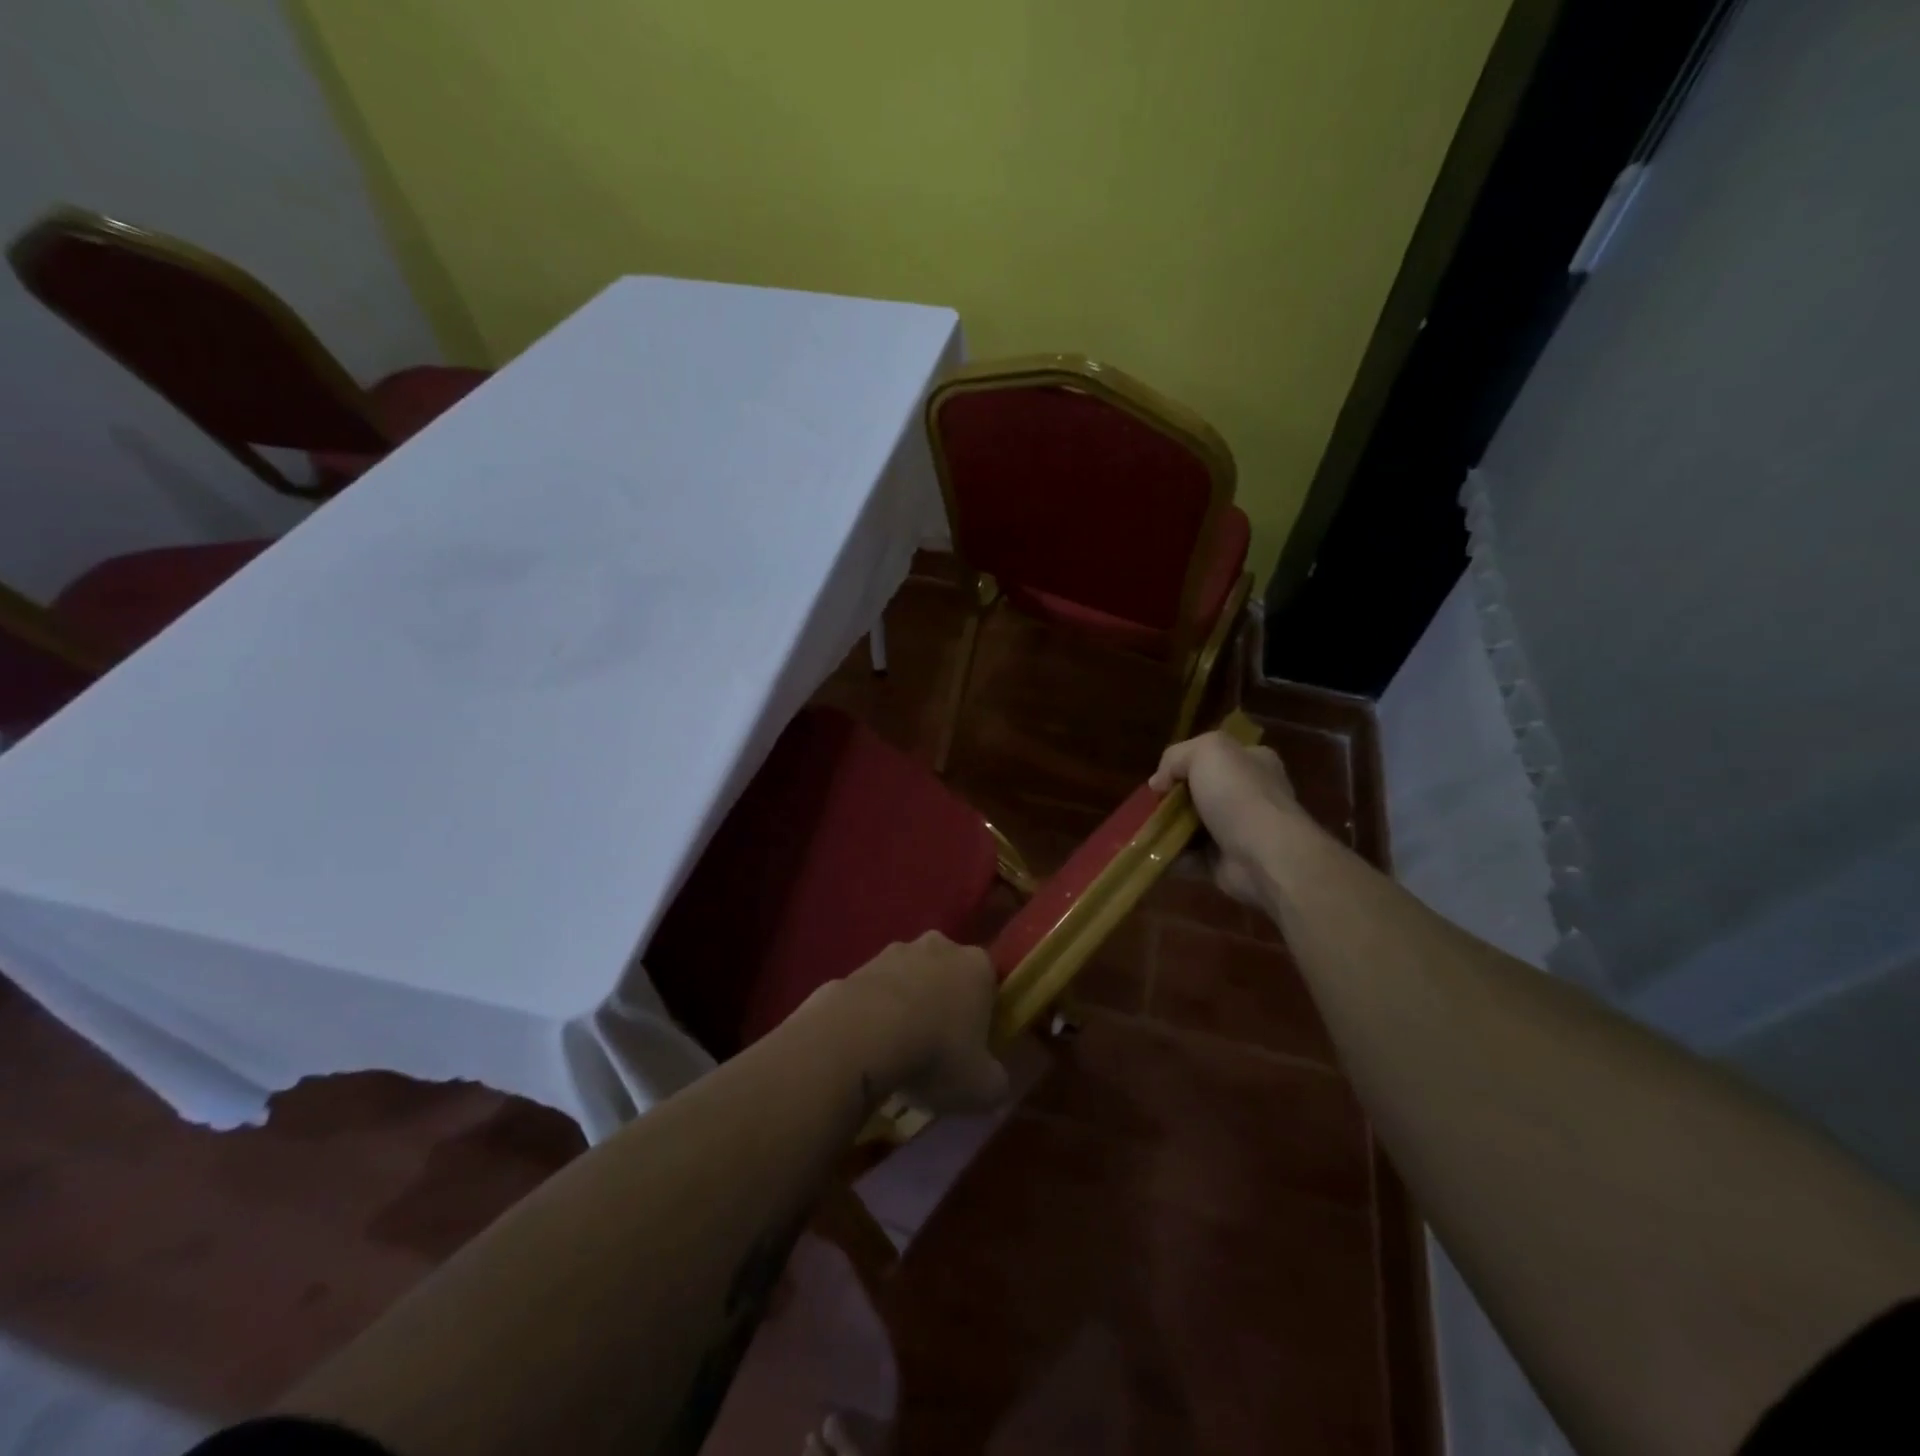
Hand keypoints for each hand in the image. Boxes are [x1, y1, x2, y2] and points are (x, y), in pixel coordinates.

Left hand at [828, 933, 1007, 1114]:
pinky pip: (875, 992)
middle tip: (938, 1046)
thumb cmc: (936, 1054)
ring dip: (907, 1004)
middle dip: (944, 1002)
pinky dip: (874, 1012)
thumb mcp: (983, 1087)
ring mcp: (894, 952)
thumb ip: (997, 1082)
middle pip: (948, 974)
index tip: (976, 1045)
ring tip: (899, 1050)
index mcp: (977, 965)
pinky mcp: (858, 966)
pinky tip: (868, 1046)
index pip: (990, 982)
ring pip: (909, 979)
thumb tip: (995, 1082)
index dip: (985, 1013)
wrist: (862, 1035)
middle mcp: (939, 947)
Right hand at [1151, 731, 1302, 908]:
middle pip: (1199, 793)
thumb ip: (1176, 756)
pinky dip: (1170, 858)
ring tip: (1143, 831)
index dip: (1184, 764)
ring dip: (1167, 830)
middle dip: (1171, 801)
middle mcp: (1249, 795)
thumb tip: (1158, 783)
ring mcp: (1239, 832)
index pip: (1215, 757)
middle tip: (1149, 807)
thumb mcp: (1207, 751)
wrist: (1265, 856)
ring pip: (1191, 827)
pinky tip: (1151, 854)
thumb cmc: (1239, 795)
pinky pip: (1190, 858)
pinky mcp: (1226, 864)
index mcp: (1253, 762)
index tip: (1161, 779)